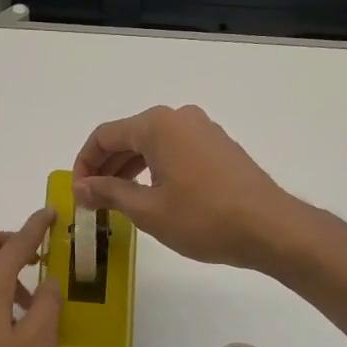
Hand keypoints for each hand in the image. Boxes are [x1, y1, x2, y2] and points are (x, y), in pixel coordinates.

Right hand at [72, 105, 307, 270]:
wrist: (269, 228)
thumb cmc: (203, 218)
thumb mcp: (148, 210)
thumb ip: (109, 193)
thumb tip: (81, 188)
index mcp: (158, 125)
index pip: (105, 136)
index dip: (84, 164)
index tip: (77, 194)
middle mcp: (180, 118)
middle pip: (129, 136)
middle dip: (105, 167)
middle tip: (92, 200)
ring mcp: (203, 131)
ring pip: (153, 145)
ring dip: (129, 170)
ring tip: (116, 201)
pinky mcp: (219, 148)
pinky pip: (175, 151)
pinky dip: (155, 170)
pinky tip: (150, 196)